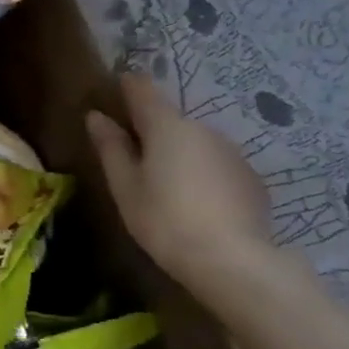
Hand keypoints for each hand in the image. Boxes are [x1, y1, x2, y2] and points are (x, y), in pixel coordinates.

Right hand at [87, 72, 274, 284]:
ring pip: (195, 143)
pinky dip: (203, 175)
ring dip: (179, 155)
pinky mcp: (251, 178)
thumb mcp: (125, 186)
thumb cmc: (165, 220)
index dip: (126, 87)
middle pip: (169, 120)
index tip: (113, 96)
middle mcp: (202, 128)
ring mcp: (232, 152)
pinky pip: (216, 165)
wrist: (234, 261)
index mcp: (166, 126)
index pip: (142, 89)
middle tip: (134, 163)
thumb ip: (111, 148)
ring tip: (166, 189)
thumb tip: (96, 116)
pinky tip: (197, 205)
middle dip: (151, 133)